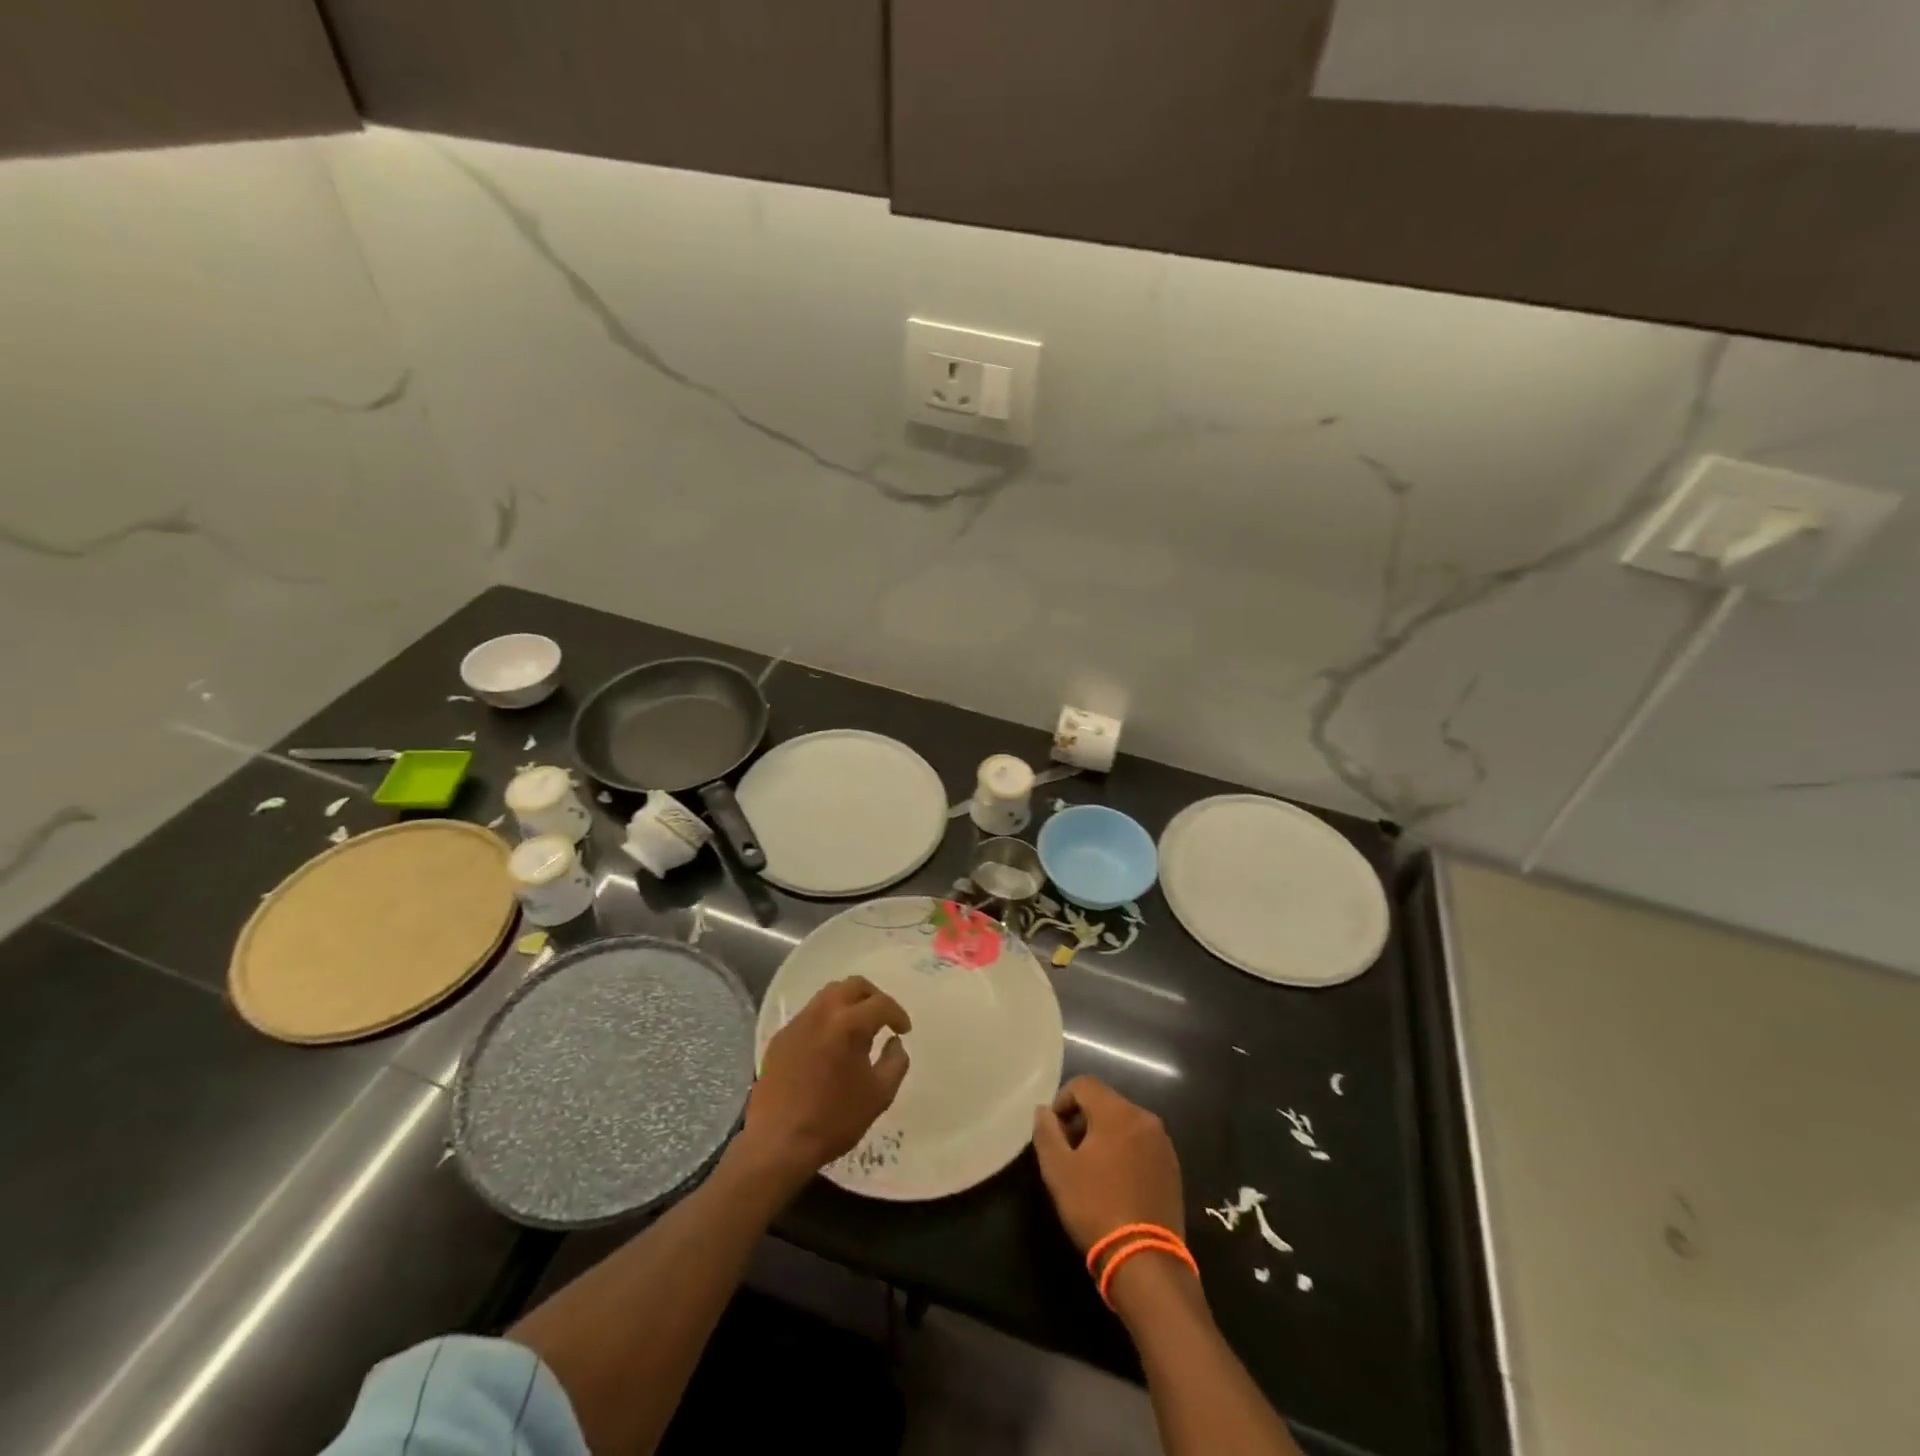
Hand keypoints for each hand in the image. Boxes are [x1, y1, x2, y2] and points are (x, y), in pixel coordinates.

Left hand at [739, 976, 911, 1185]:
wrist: (778, 1143)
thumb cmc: (833, 1120)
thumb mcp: (879, 1095)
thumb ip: (895, 1062)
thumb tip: (894, 1042)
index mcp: (848, 1024)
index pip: (881, 1004)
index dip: (898, 1014)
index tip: (903, 1030)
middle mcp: (822, 1013)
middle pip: (853, 985)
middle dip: (873, 997)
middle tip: (883, 1018)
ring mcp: (798, 1022)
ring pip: (829, 995)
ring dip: (849, 1003)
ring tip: (857, 1028)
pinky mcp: (780, 1037)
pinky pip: (810, 1015)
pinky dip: (827, 1019)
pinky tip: (830, 1045)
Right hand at [1032, 1076, 1184, 1253]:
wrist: (1144, 1260)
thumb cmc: (1095, 1207)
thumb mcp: (1058, 1169)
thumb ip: (1046, 1131)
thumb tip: (1044, 1111)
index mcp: (1117, 1112)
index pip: (1083, 1084)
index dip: (1062, 1100)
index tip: (1053, 1130)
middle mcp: (1144, 1118)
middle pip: (1106, 1102)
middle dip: (1083, 1119)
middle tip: (1068, 1151)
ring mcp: (1163, 1143)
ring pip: (1125, 1123)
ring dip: (1104, 1135)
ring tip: (1091, 1168)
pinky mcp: (1173, 1167)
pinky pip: (1141, 1144)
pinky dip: (1125, 1151)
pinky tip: (1115, 1182)